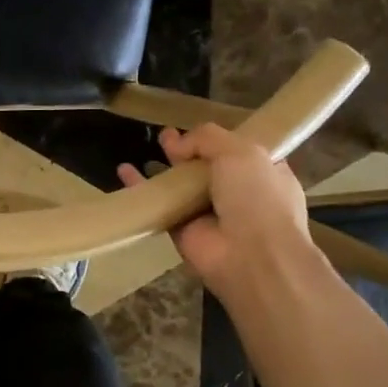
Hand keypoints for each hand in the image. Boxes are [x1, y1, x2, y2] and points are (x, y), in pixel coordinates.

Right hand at [117, 122, 316, 304]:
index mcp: (263, 173)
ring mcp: (210, 213)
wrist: (254, 257)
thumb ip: (208, 138)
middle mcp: (239, 193)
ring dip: (165, 168)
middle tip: (165, 136)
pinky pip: (160, 205)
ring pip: (182, 185)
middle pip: (206, 166)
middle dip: (188, 150)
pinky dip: (140, 188)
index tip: (195, 129)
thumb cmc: (258, 198)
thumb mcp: (241, 151)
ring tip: (149, 146)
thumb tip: (177, 143)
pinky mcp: (183, 231)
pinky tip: (123, 172)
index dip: (217, 139)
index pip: (239, 151)